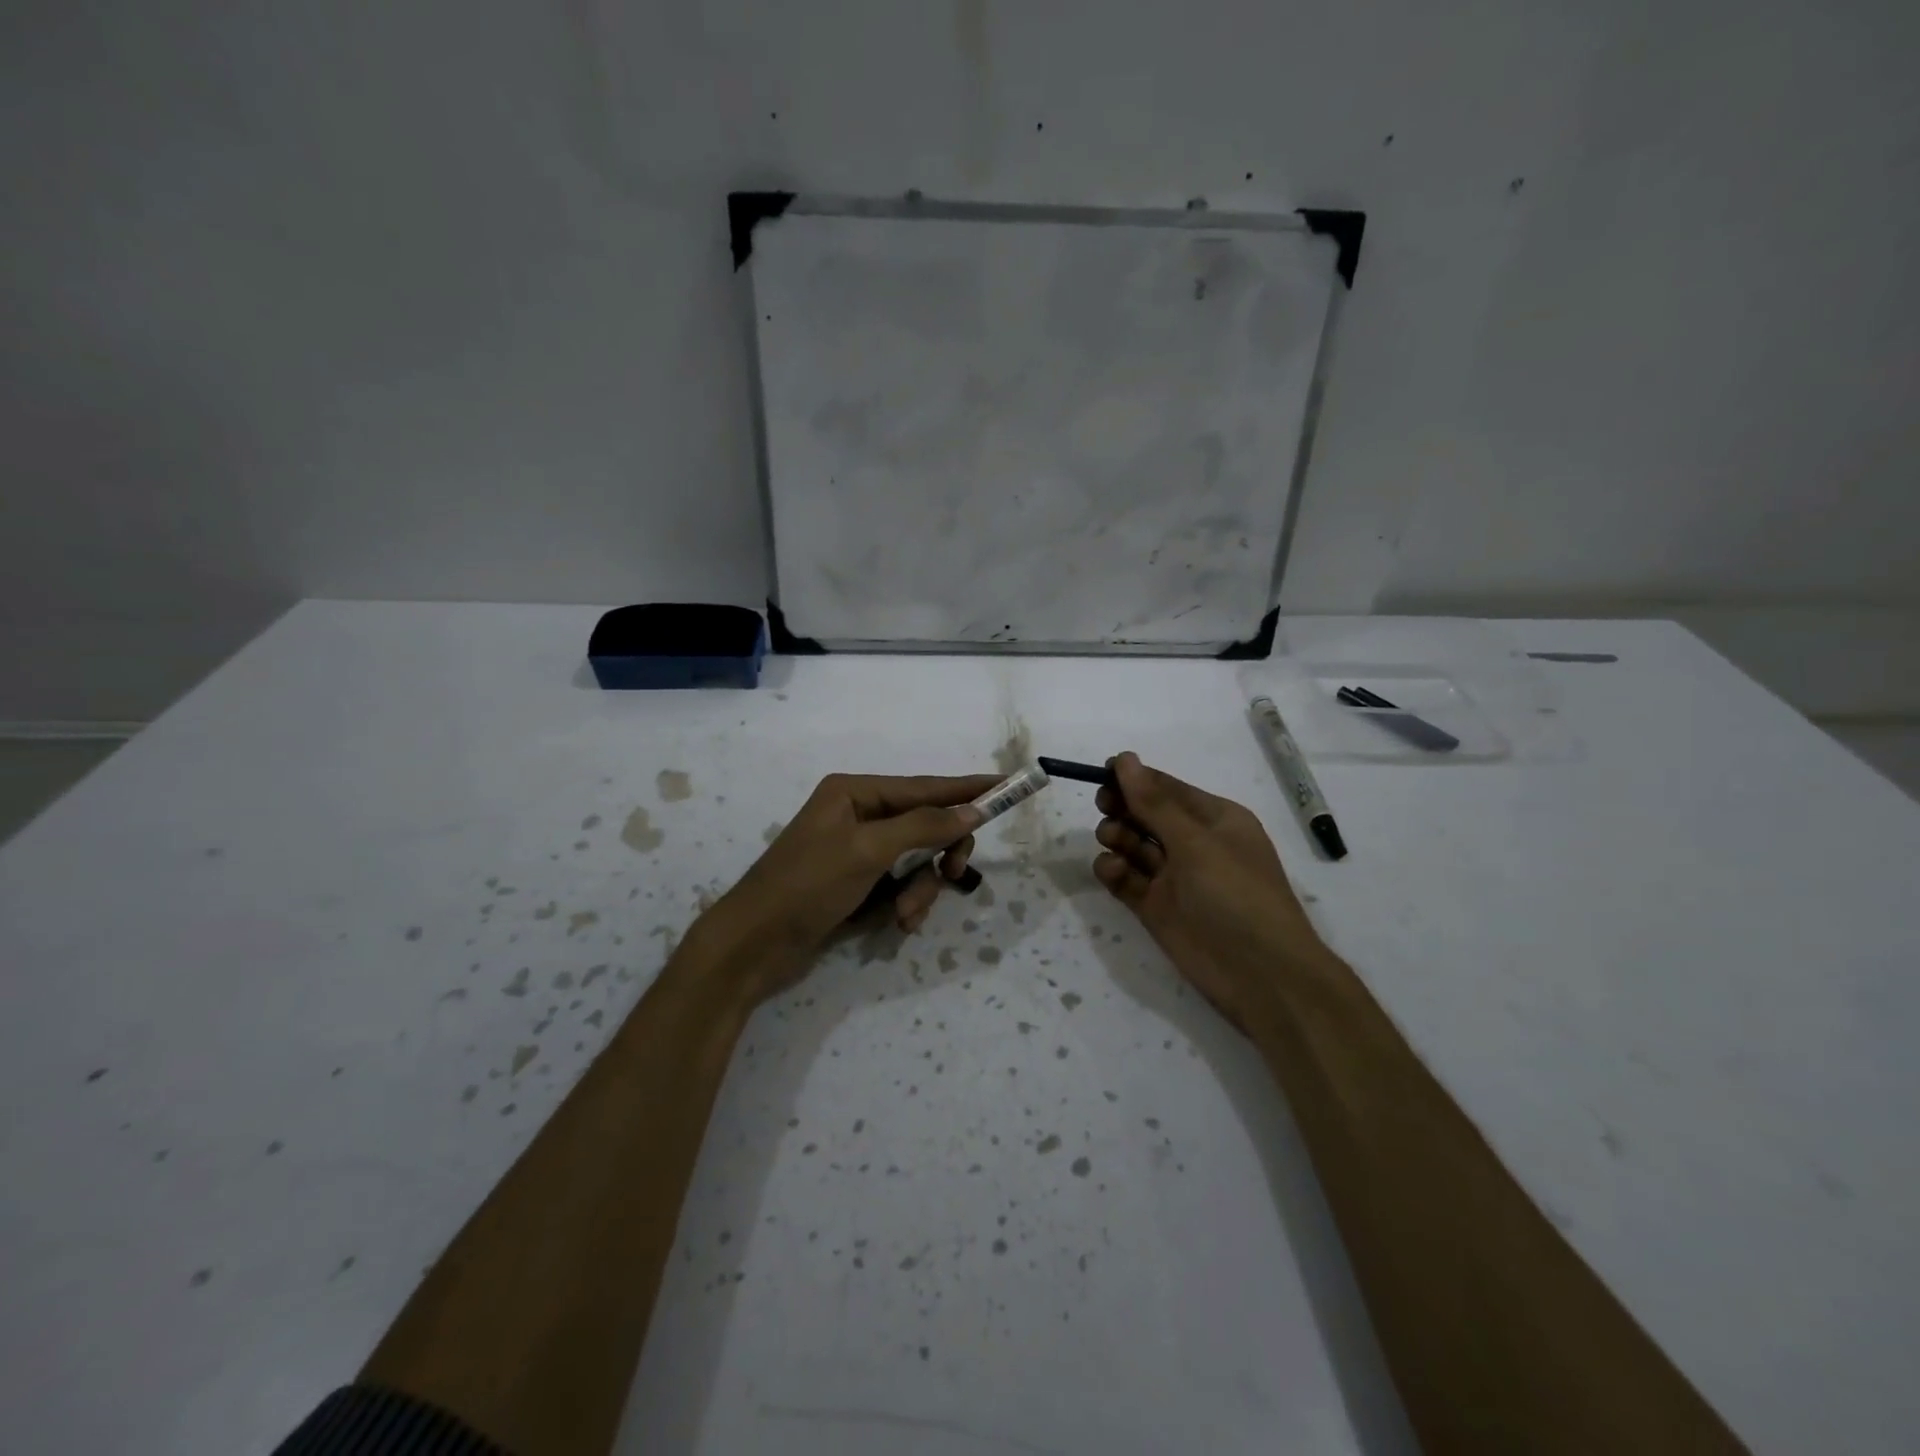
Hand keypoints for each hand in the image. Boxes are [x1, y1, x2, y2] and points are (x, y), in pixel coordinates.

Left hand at [699, 772, 997, 1000]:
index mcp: (855, 792)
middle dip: (940, 852)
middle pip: (925, 824)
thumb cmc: (807, 885)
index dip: (967, 788)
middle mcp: (859, 815)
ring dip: (921, 888)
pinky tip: (898, 924)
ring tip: (906, 914)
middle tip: (956, 874)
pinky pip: (900, 884)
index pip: (925, 786)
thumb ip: (923, 826)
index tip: (1007, 785)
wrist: (753, 946)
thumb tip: (971, 811)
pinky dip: (906, 903)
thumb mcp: (868, 850)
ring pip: (917, 860)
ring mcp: (858, 851)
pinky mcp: (857, 884)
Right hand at [1093, 752, 1327, 1030]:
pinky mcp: (1155, 907)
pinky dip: (1114, 871)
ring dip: (1117, 837)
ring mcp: (1173, 877)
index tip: (1099, 773)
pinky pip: (1126, 879)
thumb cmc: (1236, 895)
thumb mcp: (1196, 842)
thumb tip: (1125, 759)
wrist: (1260, 975)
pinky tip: (1113, 872)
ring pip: (1132, 845)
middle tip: (1105, 808)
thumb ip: (1154, 803)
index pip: (1166, 788)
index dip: (1134, 779)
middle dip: (1123, 807)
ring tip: (1114, 842)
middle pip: (1145, 814)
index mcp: (1214, 819)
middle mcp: (1193, 844)